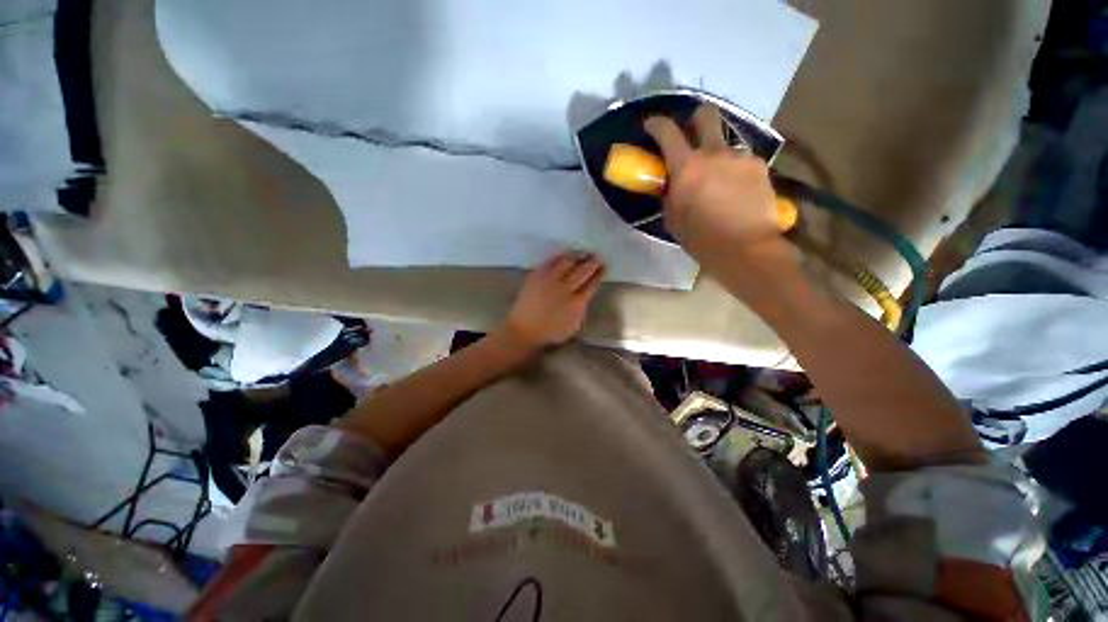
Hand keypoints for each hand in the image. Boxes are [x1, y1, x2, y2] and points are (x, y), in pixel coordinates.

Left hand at [500, 251, 604, 349]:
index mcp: (577, 303)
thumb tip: (586, 292)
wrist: (524, 330)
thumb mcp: (573, 324)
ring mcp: (550, 281)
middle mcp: (565, 289)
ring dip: (577, 256)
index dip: (599, 273)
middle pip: (582, 271)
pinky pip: (550, 261)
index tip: (604, 266)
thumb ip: (582, 307)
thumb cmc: (550, 332)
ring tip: (581, 253)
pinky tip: (564, 254)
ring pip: (567, 262)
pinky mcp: (537, 276)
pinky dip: (559, 256)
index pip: (592, 283)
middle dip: (592, 262)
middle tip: (597, 255)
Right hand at [644, 105, 789, 269]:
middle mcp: (714, 153)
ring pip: (726, 143)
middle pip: (706, 115)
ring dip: (718, 155)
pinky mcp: (759, 167)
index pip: (667, 132)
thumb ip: (670, 195)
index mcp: (686, 168)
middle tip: (693, 133)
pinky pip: (742, 161)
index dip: (656, 124)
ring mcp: (740, 157)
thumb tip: (672, 184)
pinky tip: (737, 191)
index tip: (651, 125)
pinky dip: (735, 171)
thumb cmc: (701, 239)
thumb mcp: (674, 219)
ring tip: (720, 179)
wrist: (745, 249)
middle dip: (696, 118)